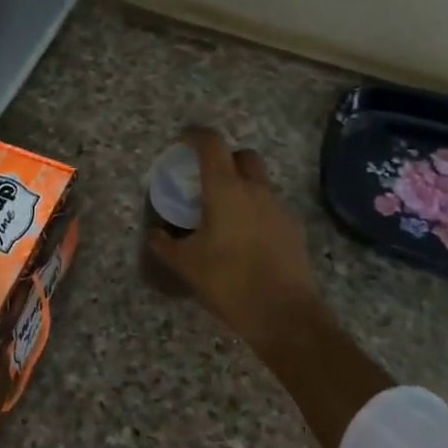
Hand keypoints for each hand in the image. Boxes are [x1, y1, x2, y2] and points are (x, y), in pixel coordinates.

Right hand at [148, 126, 327, 355]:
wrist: (282, 312)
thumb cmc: (228, 281)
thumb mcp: (186, 264)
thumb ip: (165, 244)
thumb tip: (154, 233)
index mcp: (226, 189)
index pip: (211, 144)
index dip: (195, 135)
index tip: (183, 140)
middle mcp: (255, 190)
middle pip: (243, 155)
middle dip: (226, 158)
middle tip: (208, 178)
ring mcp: (278, 208)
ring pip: (260, 182)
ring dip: (243, 187)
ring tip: (226, 214)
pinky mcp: (293, 228)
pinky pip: (271, 208)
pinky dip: (256, 212)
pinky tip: (247, 239)